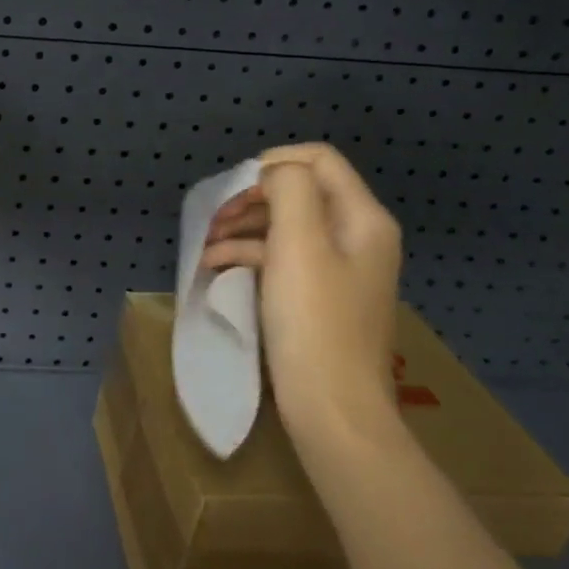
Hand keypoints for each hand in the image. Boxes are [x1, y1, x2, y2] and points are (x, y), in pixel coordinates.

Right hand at [201, 143, 403, 440]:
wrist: (332, 407)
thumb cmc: (314, 321)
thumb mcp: (299, 244)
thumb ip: (289, 191)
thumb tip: (273, 175)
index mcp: (362, 219)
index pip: (319, 160)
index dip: (273, 163)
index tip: (234, 187)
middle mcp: (357, 237)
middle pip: (299, 192)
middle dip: (251, 198)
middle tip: (213, 217)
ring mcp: (339, 269)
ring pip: (285, 226)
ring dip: (243, 227)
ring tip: (206, 244)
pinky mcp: (319, 297)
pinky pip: (282, 259)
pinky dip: (249, 255)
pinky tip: (216, 267)